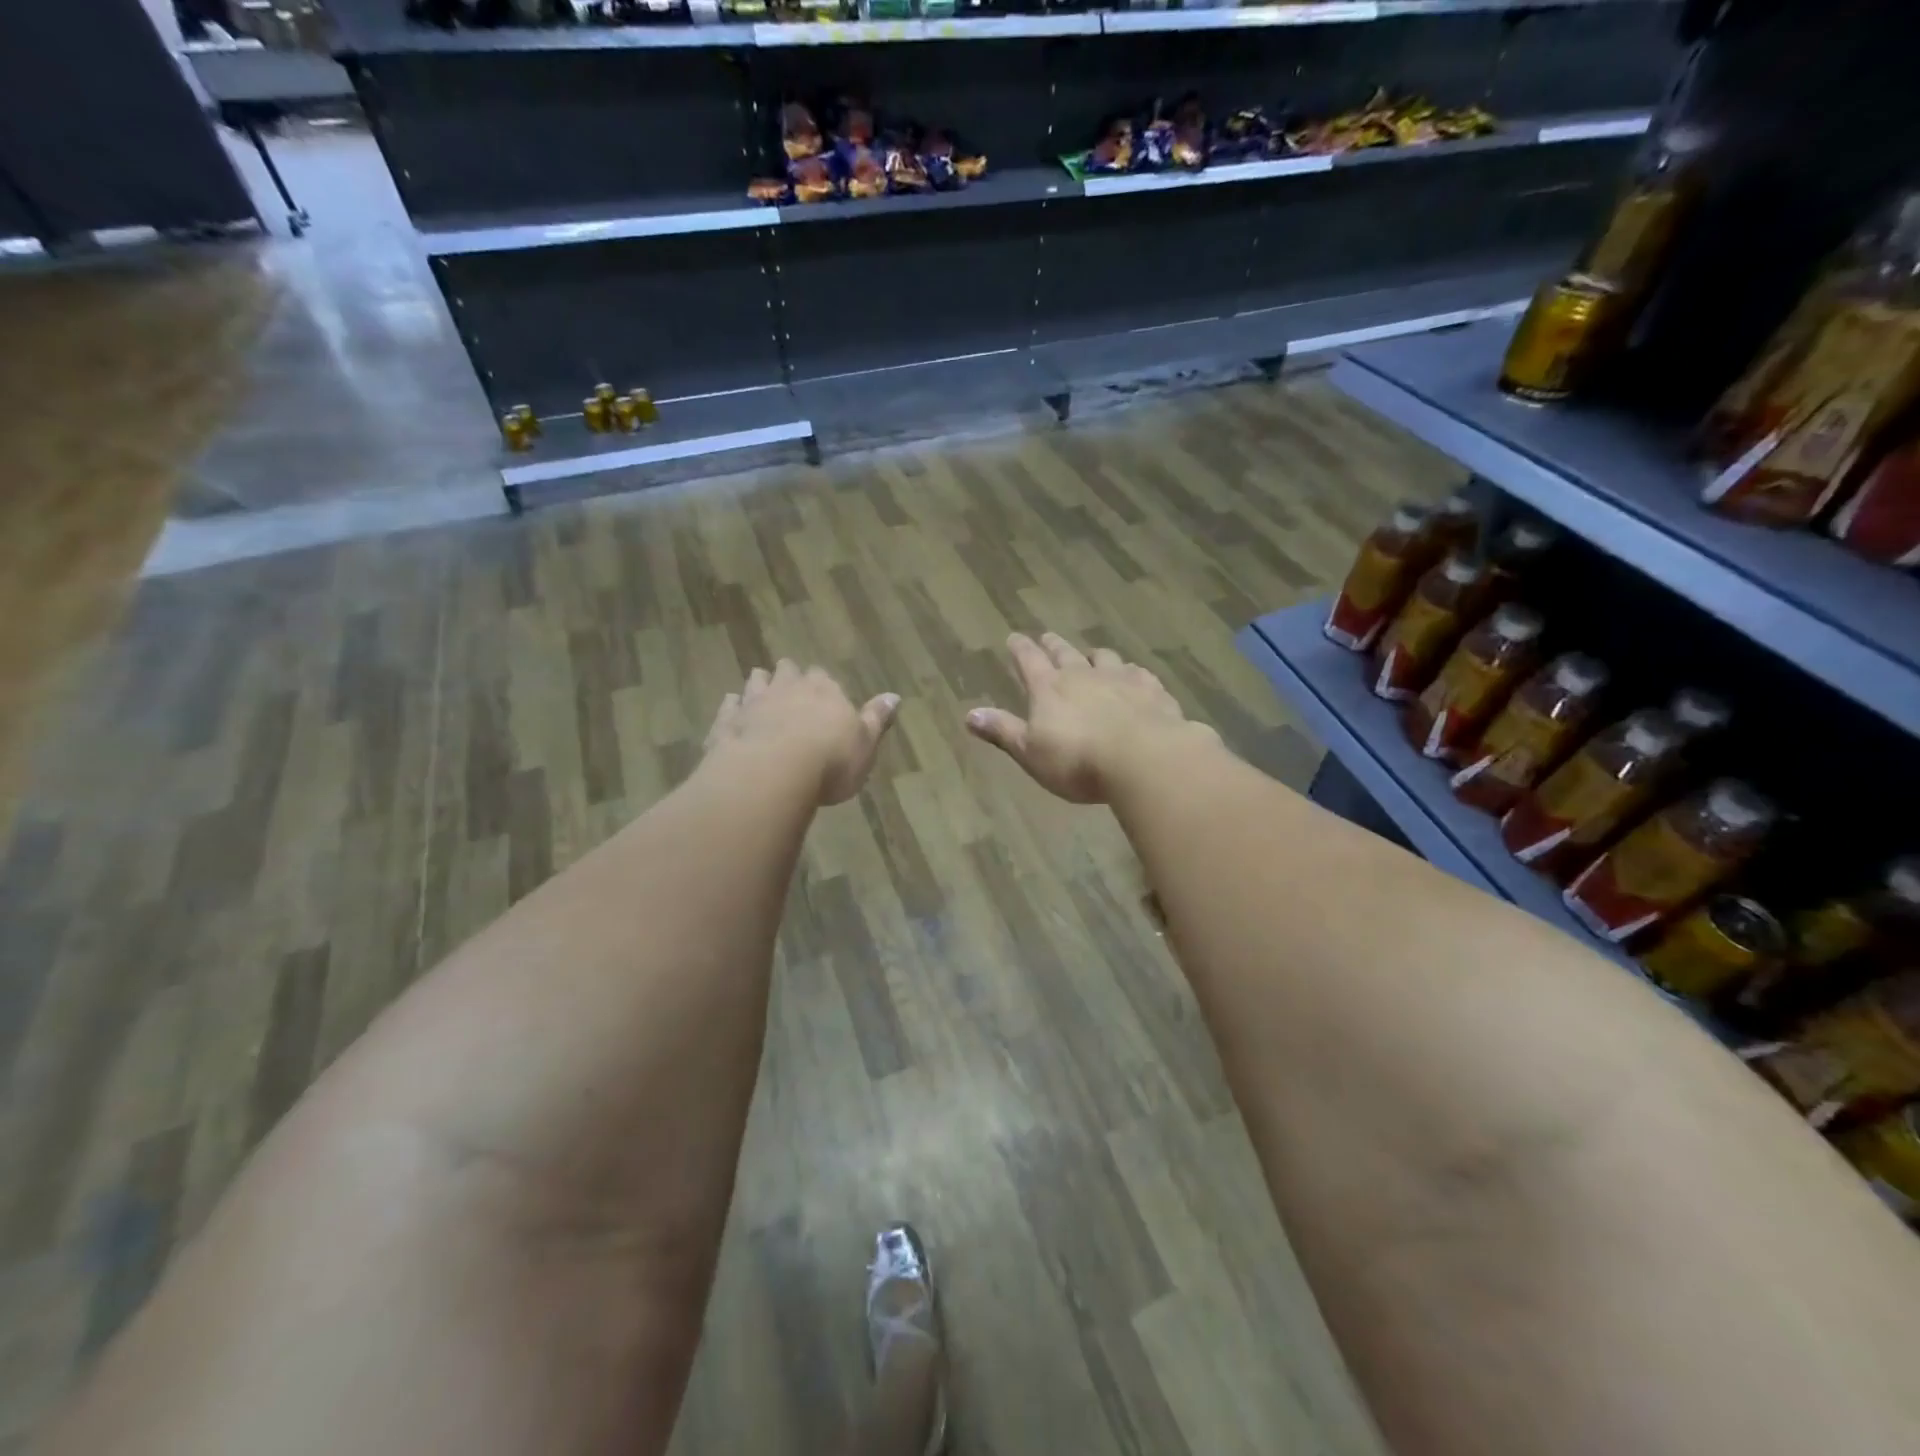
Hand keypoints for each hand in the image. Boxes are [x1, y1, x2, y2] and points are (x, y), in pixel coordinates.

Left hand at [704, 660, 899, 804]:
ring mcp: (754, 701)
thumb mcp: (865, 744)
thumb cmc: (830, 760)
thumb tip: (894, 696)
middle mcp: (788, 687)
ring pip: (756, 681)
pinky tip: (733, 713)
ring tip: (760, 694)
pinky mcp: (728, 721)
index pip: (824, 676)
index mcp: (825, 690)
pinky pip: (729, 706)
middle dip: (789, 676)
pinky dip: (732, 707)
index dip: (822, 684)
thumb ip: (876, 719)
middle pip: (788, 671)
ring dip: (759, 685)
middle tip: (790, 686)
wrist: (773, 773)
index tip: (823, 692)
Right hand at [964, 632, 1217, 803]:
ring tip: (1092, 656)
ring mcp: (1120, 678)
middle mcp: (1083, 674)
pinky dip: (1131, 673)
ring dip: (1094, 655)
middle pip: (1065, 652)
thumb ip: (1003, 731)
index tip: (1014, 637)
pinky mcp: (1151, 690)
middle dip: (1053, 645)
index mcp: (1049, 688)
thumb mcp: (1030, 752)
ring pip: (1104, 657)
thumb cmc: (1077, 760)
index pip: (1029, 660)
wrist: (1143, 758)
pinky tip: (1135, 678)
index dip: (1019, 649)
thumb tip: (969, 715)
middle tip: (1047, 637)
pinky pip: (1138, 673)